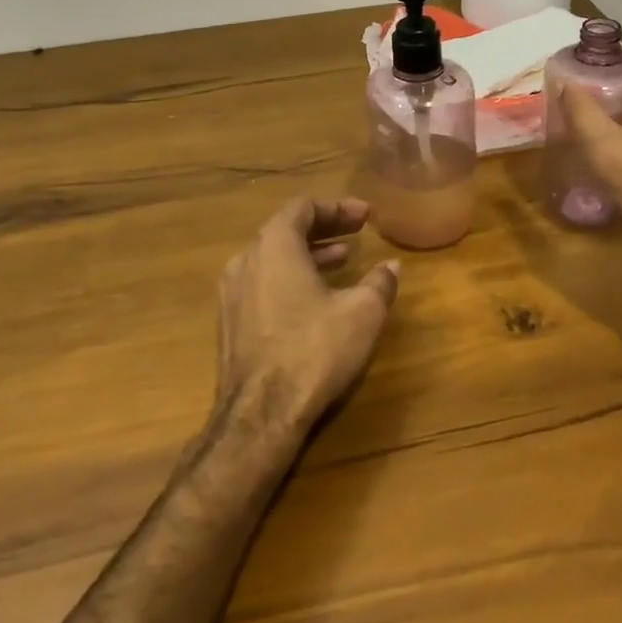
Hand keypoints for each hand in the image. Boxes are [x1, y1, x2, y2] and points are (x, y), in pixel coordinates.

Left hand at [215, 197, 400, 432]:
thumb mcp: (362, 312)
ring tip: (342, 260)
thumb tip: (391, 266)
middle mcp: (246, 260)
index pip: (303, 207)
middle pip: (285, 229)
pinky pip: (263, 282)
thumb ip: (379, 282)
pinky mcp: (230, 323)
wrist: (260, 415)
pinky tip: (316, 297)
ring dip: (309, 253)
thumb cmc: (314, 350)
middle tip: (357, 231)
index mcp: (274, 246)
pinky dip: (291, 277)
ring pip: (273, 258)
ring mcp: (232, 293)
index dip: (337, 207)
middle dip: (324, 227)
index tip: (366, 215)